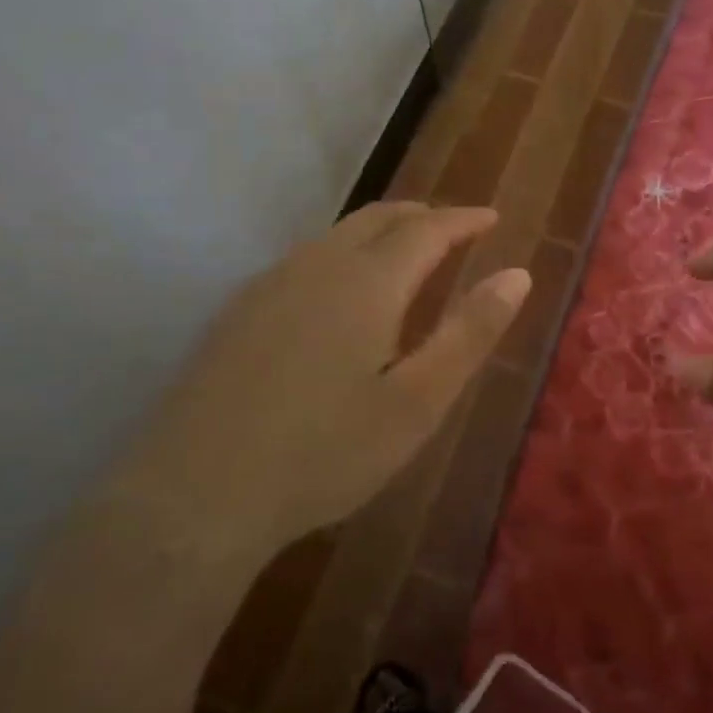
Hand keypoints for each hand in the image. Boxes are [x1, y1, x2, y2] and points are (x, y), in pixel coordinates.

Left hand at [123, 202, 529, 553]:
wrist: (195, 495)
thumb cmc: (324, 453)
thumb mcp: (417, 402)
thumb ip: (469, 333)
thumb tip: (518, 275)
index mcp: (367, 282)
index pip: (427, 229)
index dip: (463, 220)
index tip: (492, 219)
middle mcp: (317, 266)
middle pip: (378, 218)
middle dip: (422, 217)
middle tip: (454, 230)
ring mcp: (268, 285)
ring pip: (337, 235)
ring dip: (380, 233)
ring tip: (406, 255)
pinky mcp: (237, 311)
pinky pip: (305, 260)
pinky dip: (343, 255)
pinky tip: (340, 294)